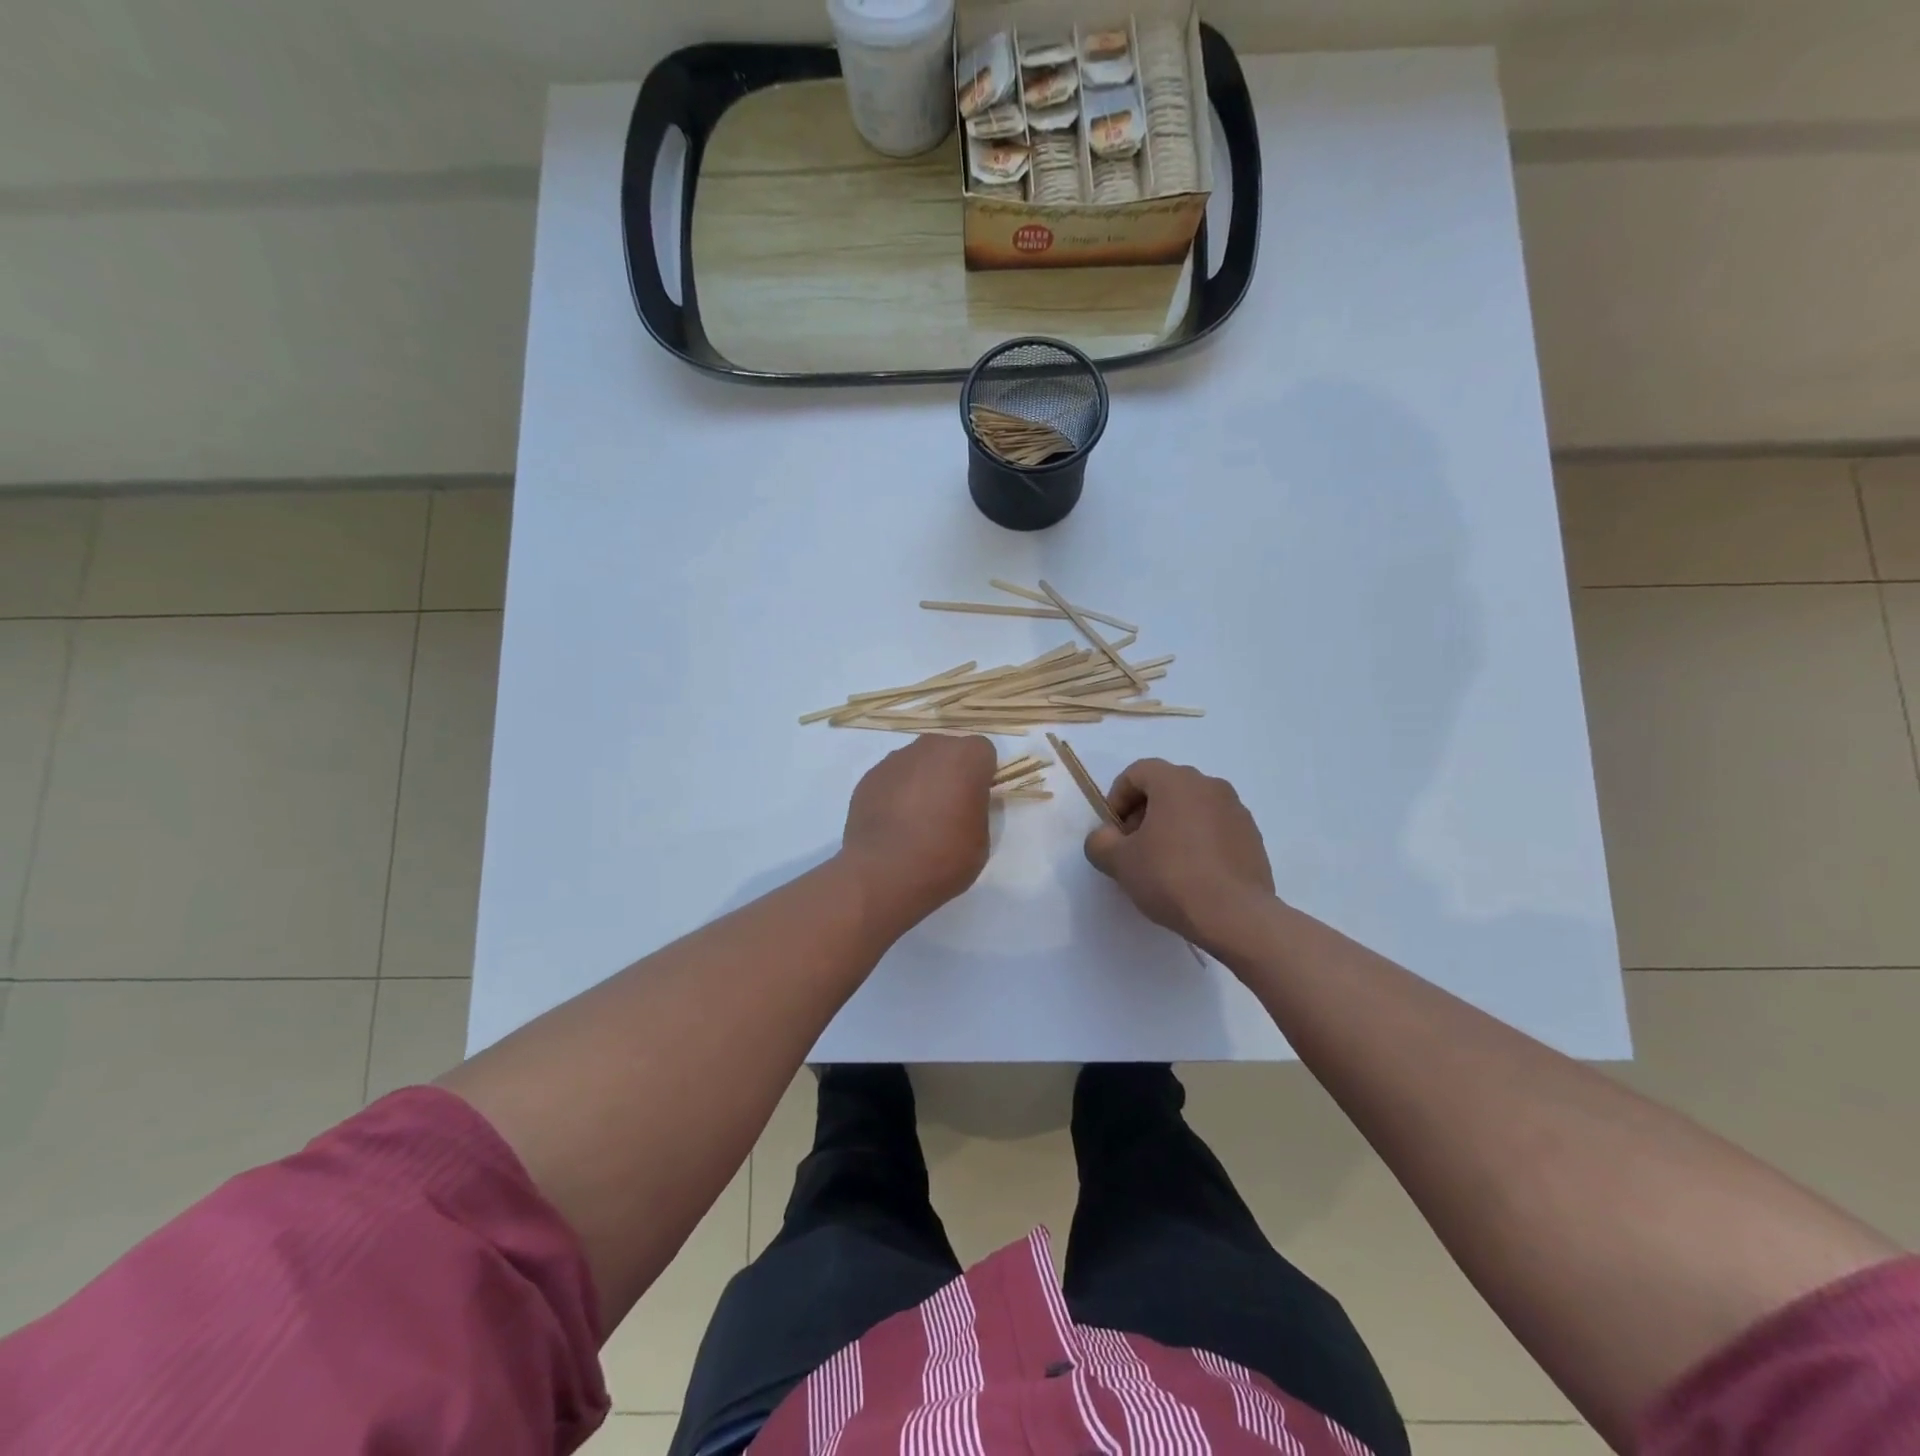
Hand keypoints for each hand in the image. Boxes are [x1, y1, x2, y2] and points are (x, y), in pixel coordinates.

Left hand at [839, 734, 996, 931]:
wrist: (883, 873)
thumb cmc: (943, 857)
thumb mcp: (981, 839)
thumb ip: (976, 809)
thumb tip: (962, 804)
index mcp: (965, 757)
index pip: (982, 752)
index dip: (981, 775)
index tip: (975, 800)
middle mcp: (930, 748)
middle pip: (948, 751)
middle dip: (951, 772)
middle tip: (948, 808)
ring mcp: (895, 760)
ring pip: (918, 762)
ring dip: (922, 780)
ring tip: (916, 819)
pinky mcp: (869, 776)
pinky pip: (892, 778)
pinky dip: (896, 792)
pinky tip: (893, 823)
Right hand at [1083, 758, 1275, 948]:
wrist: (1235, 916)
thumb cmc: (1171, 877)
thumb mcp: (1119, 862)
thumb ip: (1100, 842)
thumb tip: (1106, 837)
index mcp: (1176, 781)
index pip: (1137, 773)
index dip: (1117, 798)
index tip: (1113, 831)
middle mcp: (1210, 786)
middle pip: (1166, 788)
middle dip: (1144, 812)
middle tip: (1134, 847)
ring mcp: (1236, 811)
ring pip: (1193, 808)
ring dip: (1172, 826)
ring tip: (1163, 863)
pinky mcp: (1252, 837)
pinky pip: (1215, 828)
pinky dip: (1198, 841)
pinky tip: (1192, 874)